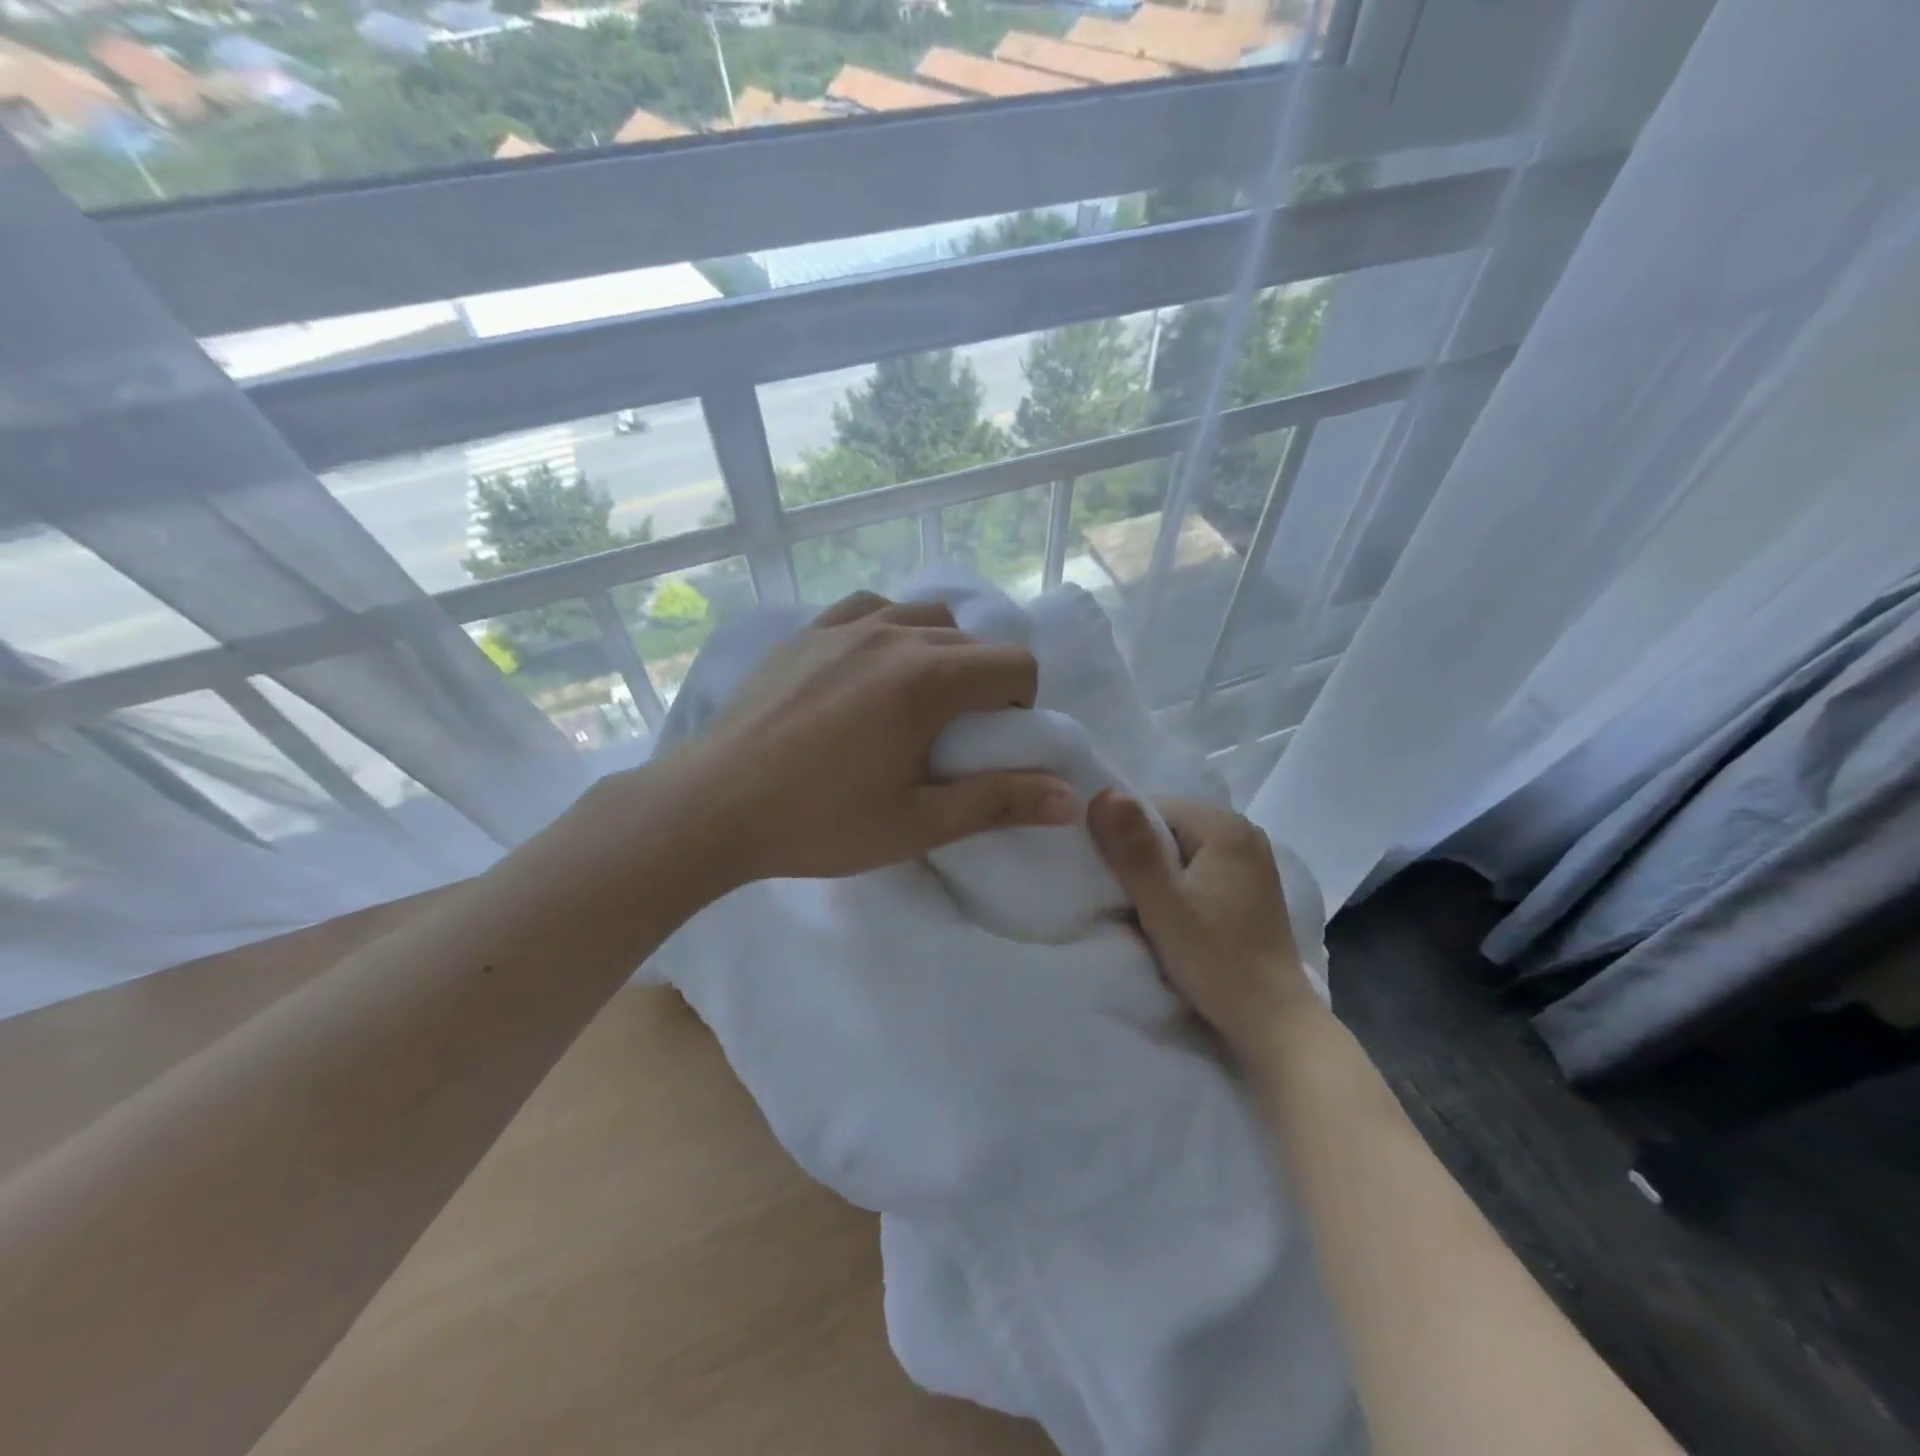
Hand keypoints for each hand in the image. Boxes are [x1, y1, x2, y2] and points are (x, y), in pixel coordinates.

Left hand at [679, 592, 1076, 882]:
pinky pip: (870, 610)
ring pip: (924, 617)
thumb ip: (998, 803)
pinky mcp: (808, 631)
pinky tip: (869, 669)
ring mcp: (846, 626)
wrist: (713, 805)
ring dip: (940, 652)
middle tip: (954, 735)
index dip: (1021, 703)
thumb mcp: (917, 824)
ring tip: (914, 699)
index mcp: (929, 679)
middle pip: (973, 641)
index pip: (1015, 664)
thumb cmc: (820, 822)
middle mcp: (895, 635)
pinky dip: (890, 630)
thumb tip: (1070, 799)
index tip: (992, 741)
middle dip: (983, 683)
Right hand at [1088, 791, 1316, 1048]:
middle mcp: (1244, 831)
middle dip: (1142, 856)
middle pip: (1168, 826)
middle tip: (1130, 899)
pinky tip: (1177, 915)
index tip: (1115, 880)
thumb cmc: (1216, 960)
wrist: (1273, 1021)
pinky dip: (1181, 884)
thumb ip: (1133, 848)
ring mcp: (1252, 858)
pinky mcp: (1252, 884)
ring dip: (1159, 873)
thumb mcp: (1163, 904)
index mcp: (1225, 825)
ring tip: (1151, 910)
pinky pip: (1200, 866)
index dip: (1124, 839)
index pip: (1152, 808)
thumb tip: (1102, 793)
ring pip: (1182, 848)